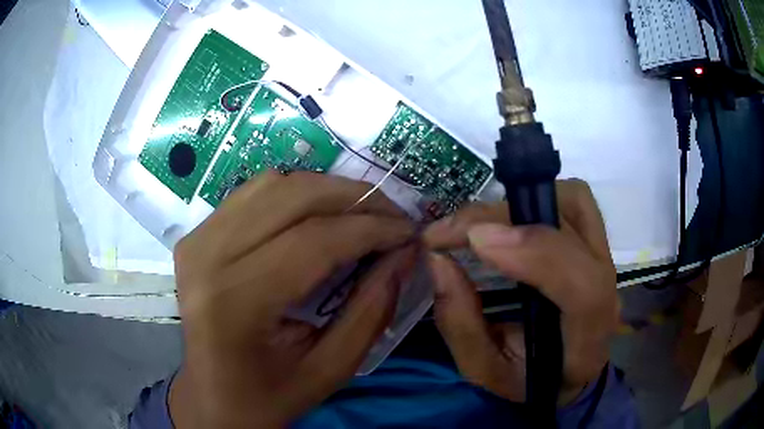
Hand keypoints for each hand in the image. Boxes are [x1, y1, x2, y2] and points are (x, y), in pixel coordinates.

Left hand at [169, 171, 415, 427]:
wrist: (212, 397)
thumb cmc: (269, 396)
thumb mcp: (331, 369)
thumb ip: (372, 311)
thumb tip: (404, 255)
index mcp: (236, 301)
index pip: (314, 241)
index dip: (371, 228)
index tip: (409, 231)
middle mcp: (207, 257)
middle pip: (293, 197)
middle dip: (355, 198)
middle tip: (391, 216)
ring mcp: (197, 240)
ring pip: (273, 184)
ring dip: (326, 191)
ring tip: (360, 214)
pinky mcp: (196, 236)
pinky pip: (252, 194)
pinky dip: (294, 195)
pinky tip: (317, 216)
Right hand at [424, 179, 618, 404]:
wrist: (571, 369)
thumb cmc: (530, 378)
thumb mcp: (485, 370)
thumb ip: (461, 324)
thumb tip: (439, 260)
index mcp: (587, 334)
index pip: (582, 286)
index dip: (533, 252)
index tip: (473, 241)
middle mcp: (607, 285)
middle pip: (575, 228)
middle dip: (504, 218)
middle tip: (448, 231)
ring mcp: (606, 256)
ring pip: (574, 201)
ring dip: (520, 202)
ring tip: (475, 225)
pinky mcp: (596, 239)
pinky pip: (573, 199)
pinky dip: (535, 196)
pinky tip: (507, 217)